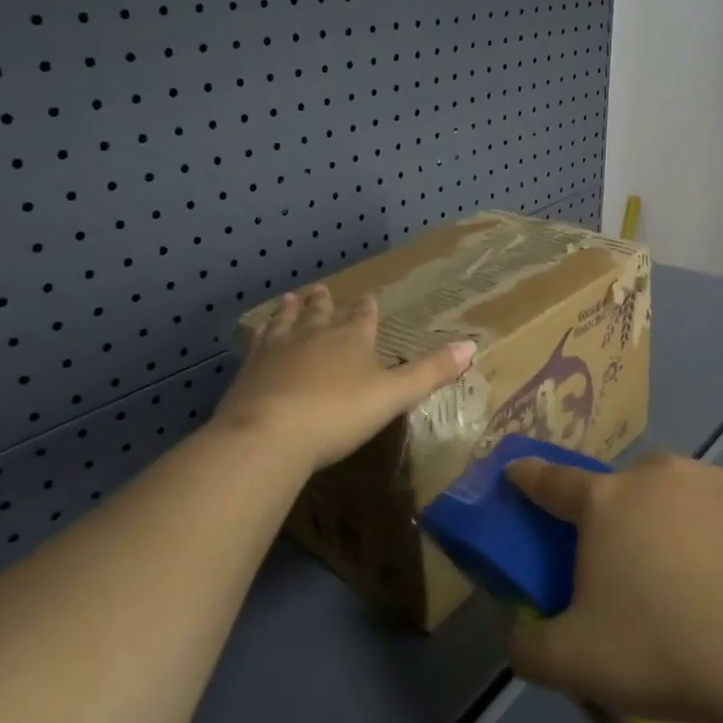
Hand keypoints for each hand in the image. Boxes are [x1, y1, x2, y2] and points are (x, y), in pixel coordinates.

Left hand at [214, 284, 476, 471]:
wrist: (270, 433)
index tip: (368, 298)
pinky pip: (258, 342)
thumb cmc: (339, 414)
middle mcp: (314, 335)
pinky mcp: (250, 368)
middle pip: (321, 313)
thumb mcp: (394, 395)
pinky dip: (262, 333)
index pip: (363, 317)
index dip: (367, 309)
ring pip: (287, 321)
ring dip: (291, 310)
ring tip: (291, 298)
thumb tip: (472, 345)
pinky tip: (258, 334)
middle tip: (321, 290)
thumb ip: (430, 372)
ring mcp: (278, 349)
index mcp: (352, 339)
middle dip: (324, 303)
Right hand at [506, 453, 722, 722]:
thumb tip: (518, 636)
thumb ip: (529, 648)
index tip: (517, 471)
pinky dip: (719, 533)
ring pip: (675, 494)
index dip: (529, 477)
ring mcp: (714, 481)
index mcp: (605, 502)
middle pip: (620, 487)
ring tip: (688, 579)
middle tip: (625, 566)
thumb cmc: (666, 650)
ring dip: (668, 521)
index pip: (551, 481)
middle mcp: (656, 476)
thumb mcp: (575, 664)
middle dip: (613, 514)